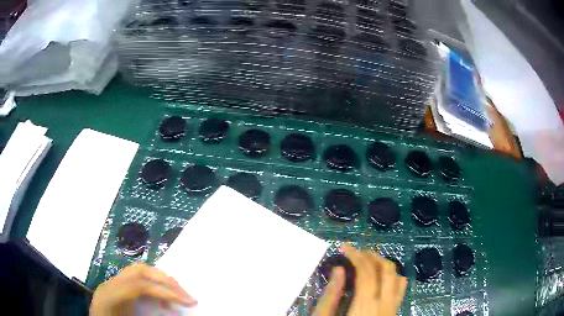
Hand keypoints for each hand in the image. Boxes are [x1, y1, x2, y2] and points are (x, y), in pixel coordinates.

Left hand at [89, 263, 196, 315]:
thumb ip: (147, 315)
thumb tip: (172, 312)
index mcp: (110, 295)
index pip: (139, 285)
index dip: (165, 292)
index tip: (188, 302)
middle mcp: (110, 284)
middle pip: (139, 270)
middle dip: (166, 281)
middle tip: (187, 296)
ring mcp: (112, 283)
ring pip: (138, 270)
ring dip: (160, 280)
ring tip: (176, 296)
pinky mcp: (116, 286)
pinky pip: (136, 278)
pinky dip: (152, 284)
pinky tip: (160, 299)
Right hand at [313, 243, 407, 315]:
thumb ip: (331, 296)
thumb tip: (338, 270)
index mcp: (365, 306)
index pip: (366, 271)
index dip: (356, 255)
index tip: (344, 246)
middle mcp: (385, 304)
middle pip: (386, 269)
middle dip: (371, 255)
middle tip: (355, 251)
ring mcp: (394, 309)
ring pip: (397, 277)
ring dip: (383, 264)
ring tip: (368, 261)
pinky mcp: (395, 312)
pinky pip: (400, 289)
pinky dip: (392, 277)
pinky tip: (381, 279)